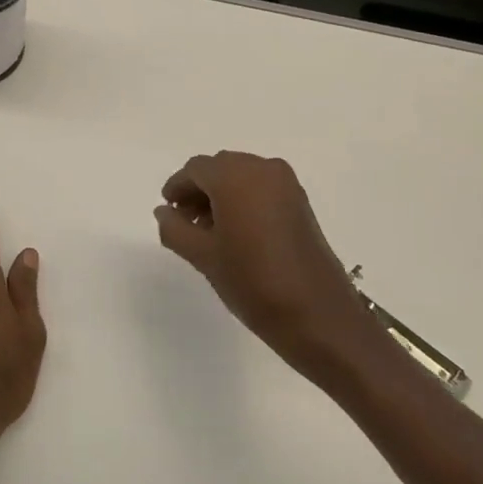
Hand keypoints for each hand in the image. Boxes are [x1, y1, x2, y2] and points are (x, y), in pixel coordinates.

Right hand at [155, 152, 378, 381]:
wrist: (317, 315)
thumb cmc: (253, 282)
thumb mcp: (203, 257)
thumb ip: (175, 229)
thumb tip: (164, 212)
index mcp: (236, 176)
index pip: (196, 169)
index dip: (177, 187)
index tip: (167, 211)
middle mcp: (263, 169)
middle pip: (220, 168)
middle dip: (198, 190)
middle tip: (183, 222)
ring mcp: (287, 185)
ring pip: (241, 177)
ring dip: (220, 196)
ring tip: (207, 232)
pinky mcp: (301, 203)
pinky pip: (261, 189)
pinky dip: (243, 201)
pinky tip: (234, 233)